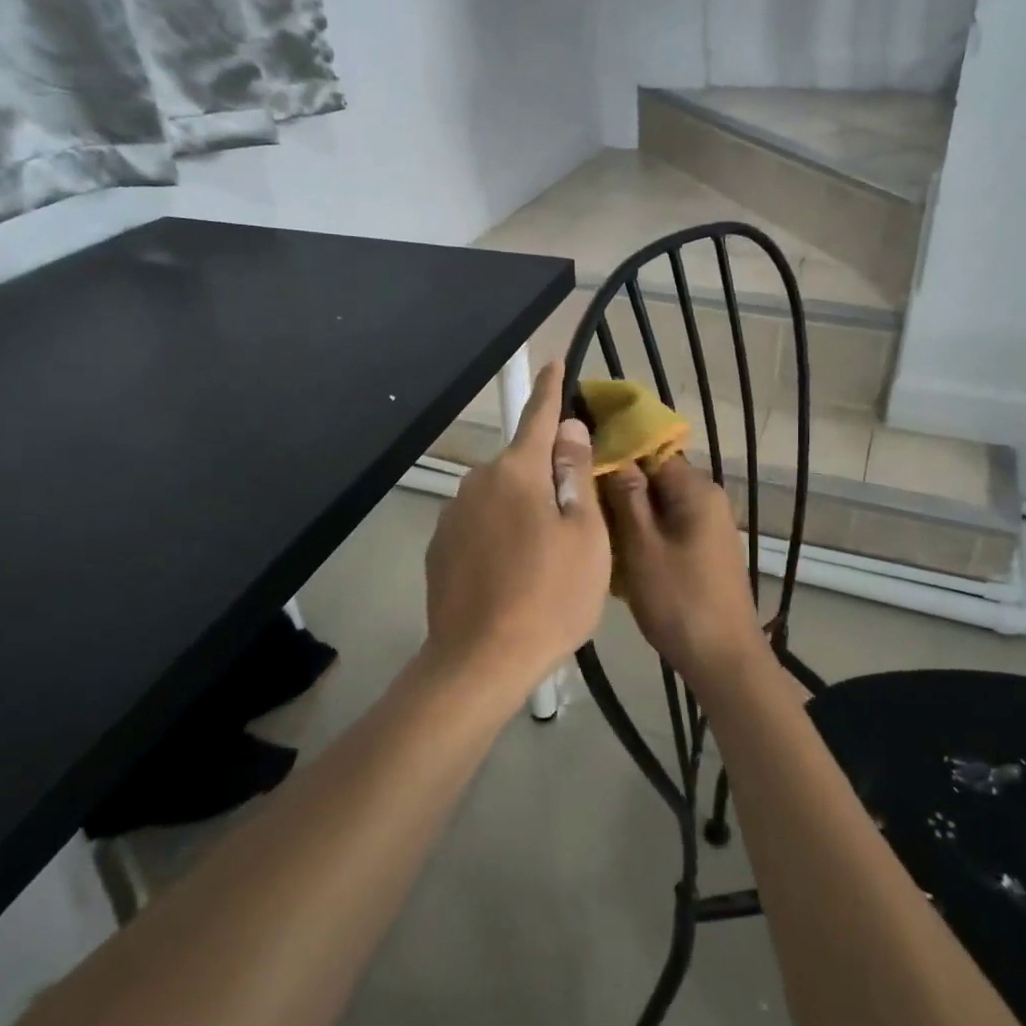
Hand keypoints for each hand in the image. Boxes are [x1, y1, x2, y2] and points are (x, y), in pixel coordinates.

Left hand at [424, 363, 609, 695]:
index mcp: (518, 472)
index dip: (550, 390)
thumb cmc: (550, 596)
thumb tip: (568, 429)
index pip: (538, 416)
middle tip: (573, 516)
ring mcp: (453, 515)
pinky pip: (480, 526)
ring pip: (500, 497)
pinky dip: (499, 535)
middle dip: (545, 474)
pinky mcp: (440, 548)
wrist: (480, 661)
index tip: (554, 363)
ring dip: (522, 509)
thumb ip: (574, 474)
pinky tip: (511, 574)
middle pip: (521, 464)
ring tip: (544, 556)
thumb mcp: (585, 535)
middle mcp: (478, 482)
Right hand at [601, 457, 765, 688]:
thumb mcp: (642, 545)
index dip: (616, 455)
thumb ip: (626, 496)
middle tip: (583, 505)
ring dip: (630, 515)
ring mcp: (709, 526)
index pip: (651, 451)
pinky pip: (669, 527)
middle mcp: (708, 499)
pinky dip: (645, 534)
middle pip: (656, 477)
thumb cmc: (678, 600)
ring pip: (659, 505)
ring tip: (596, 530)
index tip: (581, 468)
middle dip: (620, 488)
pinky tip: (621, 555)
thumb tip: (612, 454)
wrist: (723, 659)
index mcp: (696, 490)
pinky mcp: (705, 550)